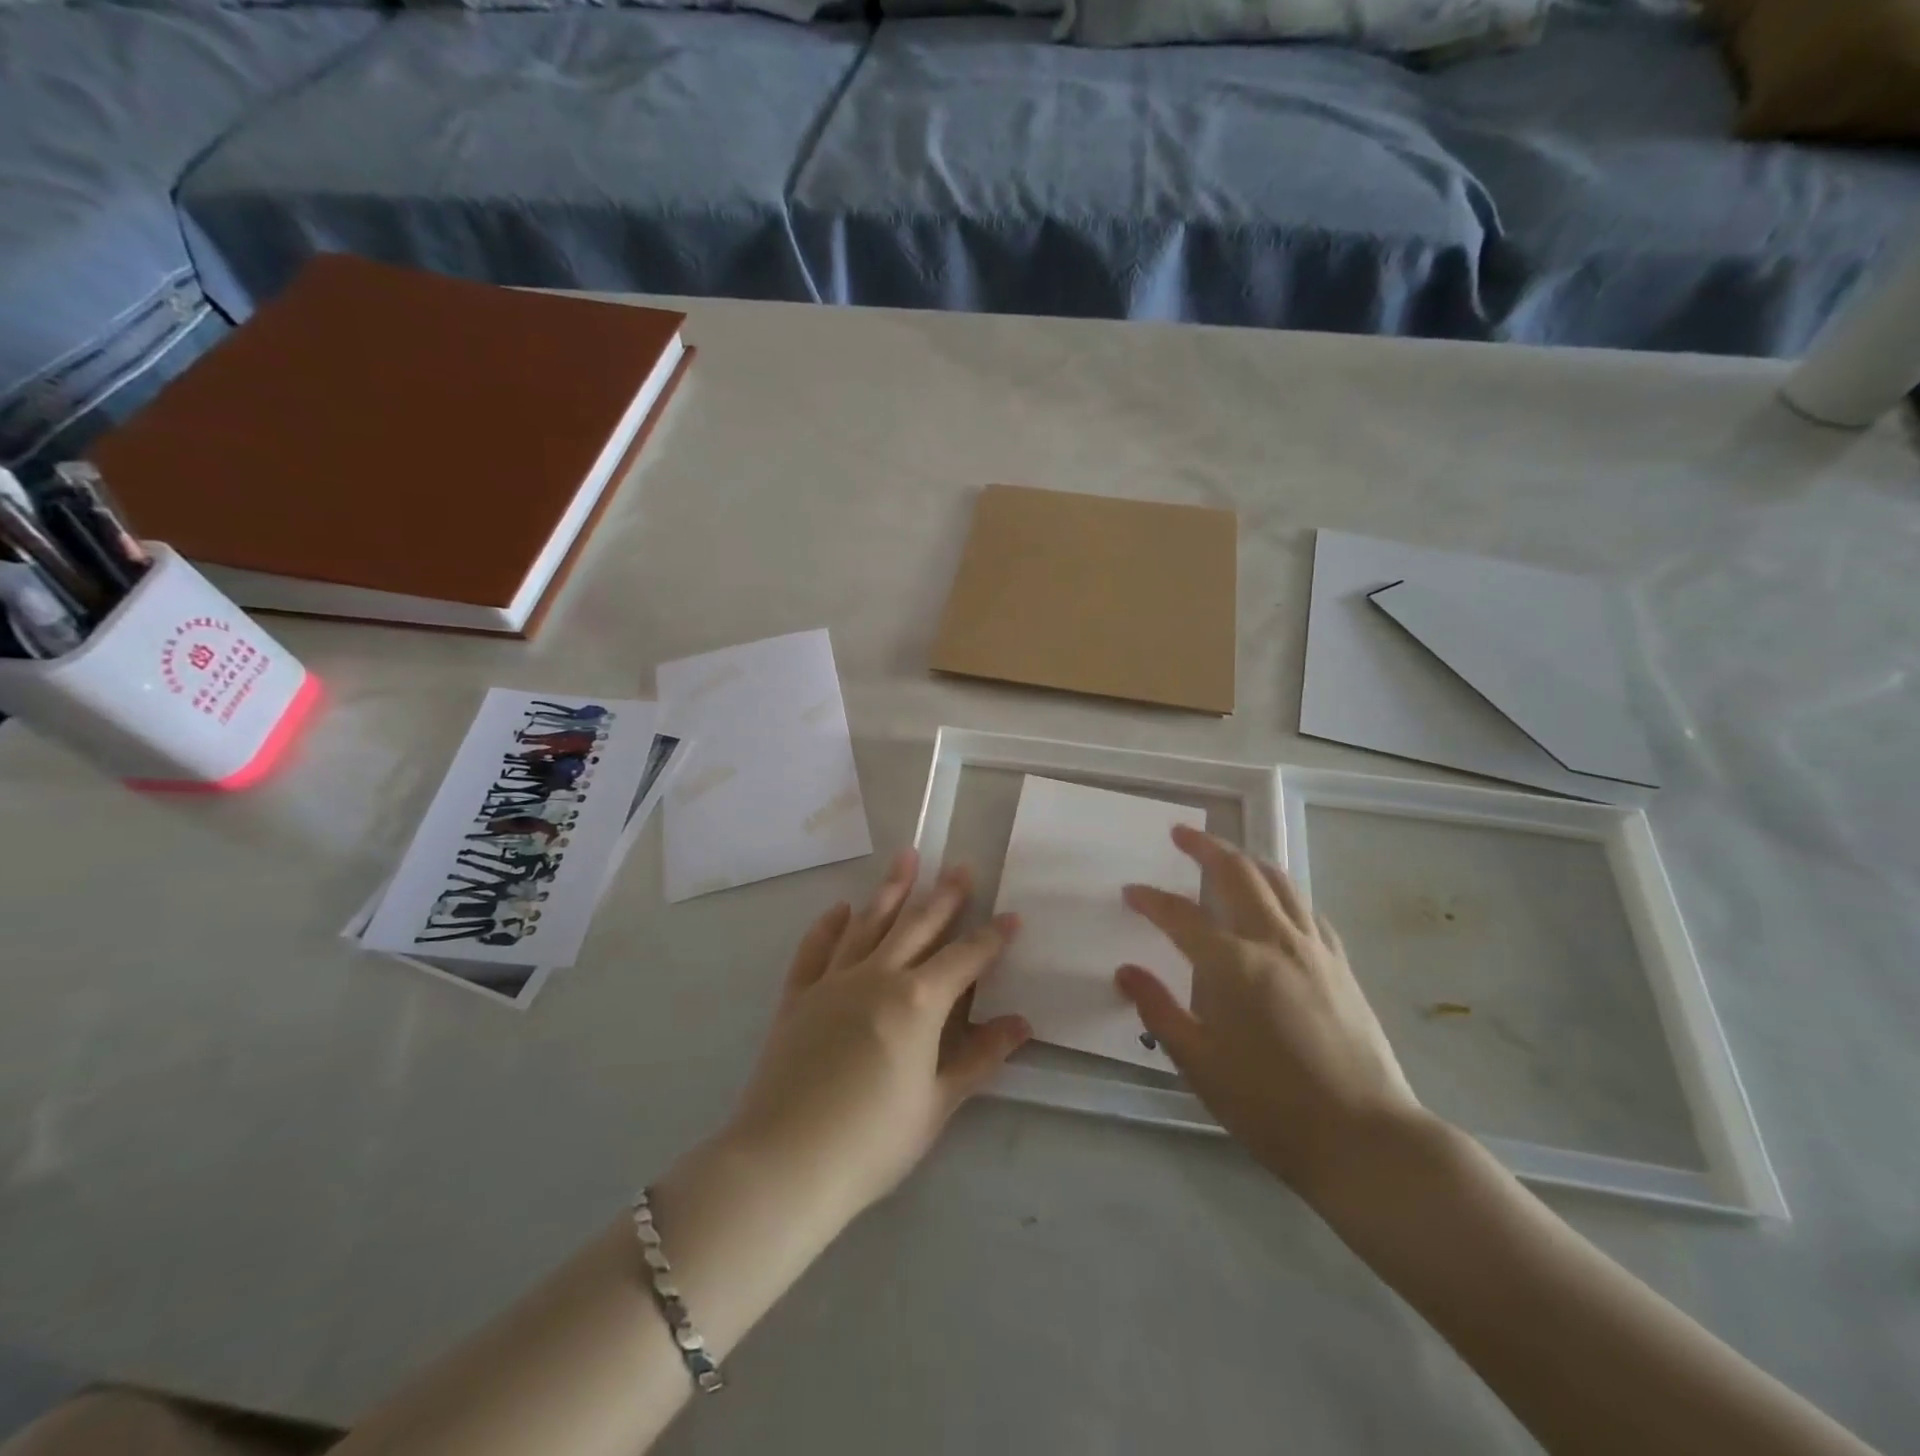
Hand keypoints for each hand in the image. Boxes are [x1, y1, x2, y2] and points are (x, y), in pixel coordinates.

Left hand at [721, 848, 1031, 1226]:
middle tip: (961, 867)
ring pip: (868, 923)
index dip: (991, 938)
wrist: (785, 1163)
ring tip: (906, 857)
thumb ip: (979, 1058)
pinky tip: (840, 908)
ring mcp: (833, 981)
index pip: (965, 958)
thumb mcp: (937, 1104)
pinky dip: (829, 925)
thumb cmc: (873, 1141)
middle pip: (917, 926)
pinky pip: (815, 949)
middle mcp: (877, 976)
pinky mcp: (797, 996)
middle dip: (944, 896)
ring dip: (890, 890)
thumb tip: (1021, 1024)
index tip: (1011, 917)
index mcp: (917, 1002)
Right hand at [1116, 826, 1426, 1200]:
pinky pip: (1307, 910)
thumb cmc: (1269, 1105)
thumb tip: (1126, 971)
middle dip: (1206, 847)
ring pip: (1279, 882)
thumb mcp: (1198, 1063)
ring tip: (1228, 853)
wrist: (1364, 1138)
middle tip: (1181, 833)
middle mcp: (1273, 941)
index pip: (1180, 915)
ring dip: (1248, 859)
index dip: (1151, 900)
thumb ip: (1158, 1009)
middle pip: (1238, 873)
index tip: (1130, 891)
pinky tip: (1278, 901)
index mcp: (1233, 963)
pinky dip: (1284, 891)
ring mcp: (1314, 949)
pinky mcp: (1341, 965)